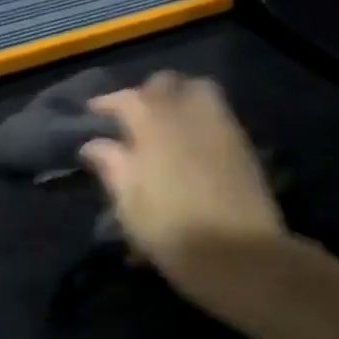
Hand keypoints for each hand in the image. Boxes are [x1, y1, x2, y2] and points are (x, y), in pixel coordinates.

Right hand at [81, 73, 284, 306]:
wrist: (240, 255)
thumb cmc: (171, 231)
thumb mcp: (129, 203)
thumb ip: (112, 166)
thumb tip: (94, 144)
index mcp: (155, 124)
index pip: (127, 98)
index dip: (108, 102)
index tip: (94, 111)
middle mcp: (189, 114)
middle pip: (167, 83)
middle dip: (147, 93)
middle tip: (133, 117)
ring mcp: (222, 126)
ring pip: (199, 91)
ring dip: (179, 98)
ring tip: (166, 123)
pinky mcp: (243, 145)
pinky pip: (218, 115)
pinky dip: (200, 118)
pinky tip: (192, 143)